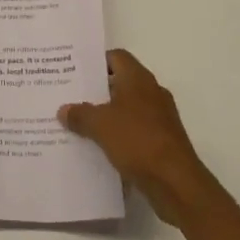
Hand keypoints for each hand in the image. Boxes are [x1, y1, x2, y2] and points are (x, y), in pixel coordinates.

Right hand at [59, 49, 220, 226]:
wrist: (176, 183)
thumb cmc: (137, 141)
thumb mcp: (100, 125)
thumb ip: (80, 114)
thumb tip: (63, 110)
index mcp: (138, 79)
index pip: (116, 57)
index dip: (95, 61)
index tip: (74, 71)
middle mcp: (152, 92)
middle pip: (121, 82)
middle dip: (97, 90)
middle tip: (70, 96)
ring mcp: (160, 117)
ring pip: (127, 108)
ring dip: (107, 114)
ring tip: (80, 122)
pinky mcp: (163, 141)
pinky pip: (135, 130)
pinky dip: (119, 134)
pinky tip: (100, 146)